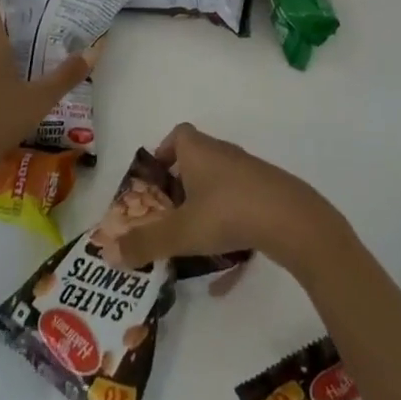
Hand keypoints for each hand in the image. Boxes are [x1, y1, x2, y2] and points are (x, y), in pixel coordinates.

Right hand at [104, 123, 339, 274]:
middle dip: (180, 186)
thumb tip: (108, 253)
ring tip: (192, 238)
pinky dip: (228, 226)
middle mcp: (222, 153)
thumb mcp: (181, 231)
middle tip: (167, 215)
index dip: (163, 153)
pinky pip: (239, 205)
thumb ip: (145, 243)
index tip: (154, 182)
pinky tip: (227, 264)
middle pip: (196, 160)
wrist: (291, 218)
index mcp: (198, 150)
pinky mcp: (267, 192)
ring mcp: (248, 172)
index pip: (178, 135)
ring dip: (204, 206)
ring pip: (218, 184)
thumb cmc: (228, 212)